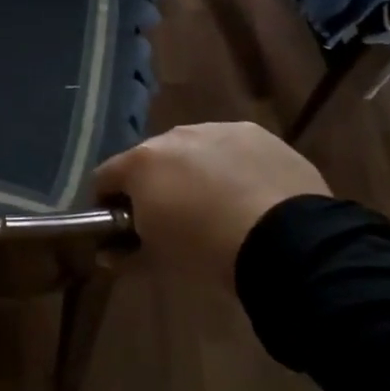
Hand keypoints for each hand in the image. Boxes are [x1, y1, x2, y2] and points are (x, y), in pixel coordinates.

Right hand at [94, 122, 330, 284]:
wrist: (285, 241)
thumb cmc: (206, 250)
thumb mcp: (158, 260)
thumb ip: (125, 252)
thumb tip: (108, 254)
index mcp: (141, 162)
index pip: (104, 177)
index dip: (107, 202)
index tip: (121, 226)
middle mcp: (173, 136)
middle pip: (151, 159)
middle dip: (156, 184)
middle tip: (173, 218)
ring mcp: (217, 130)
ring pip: (193, 150)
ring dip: (195, 171)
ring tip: (218, 205)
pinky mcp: (256, 134)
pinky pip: (232, 148)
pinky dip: (232, 166)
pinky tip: (249, 193)